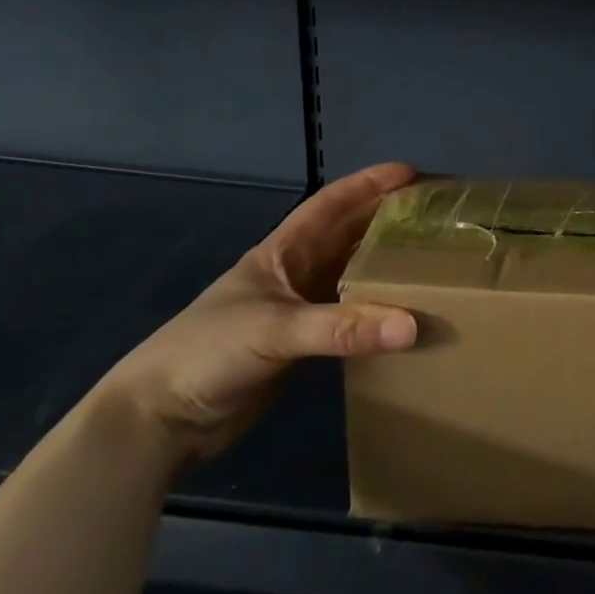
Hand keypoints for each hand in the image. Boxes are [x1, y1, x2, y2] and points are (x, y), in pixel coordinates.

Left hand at [90, 163, 418, 468]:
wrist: (159, 420)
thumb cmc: (207, 353)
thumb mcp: (275, 330)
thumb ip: (343, 328)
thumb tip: (412, 325)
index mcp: (281, 253)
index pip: (331, 205)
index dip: (368, 184)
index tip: (412, 173)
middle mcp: (294, 274)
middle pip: (348, 236)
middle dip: (387, 220)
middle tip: (435, 215)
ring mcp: (298, 311)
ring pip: (352, 277)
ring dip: (386, 267)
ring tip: (432, 258)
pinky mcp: (301, 348)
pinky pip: (350, 319)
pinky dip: (377, 313)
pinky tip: (405, 314)